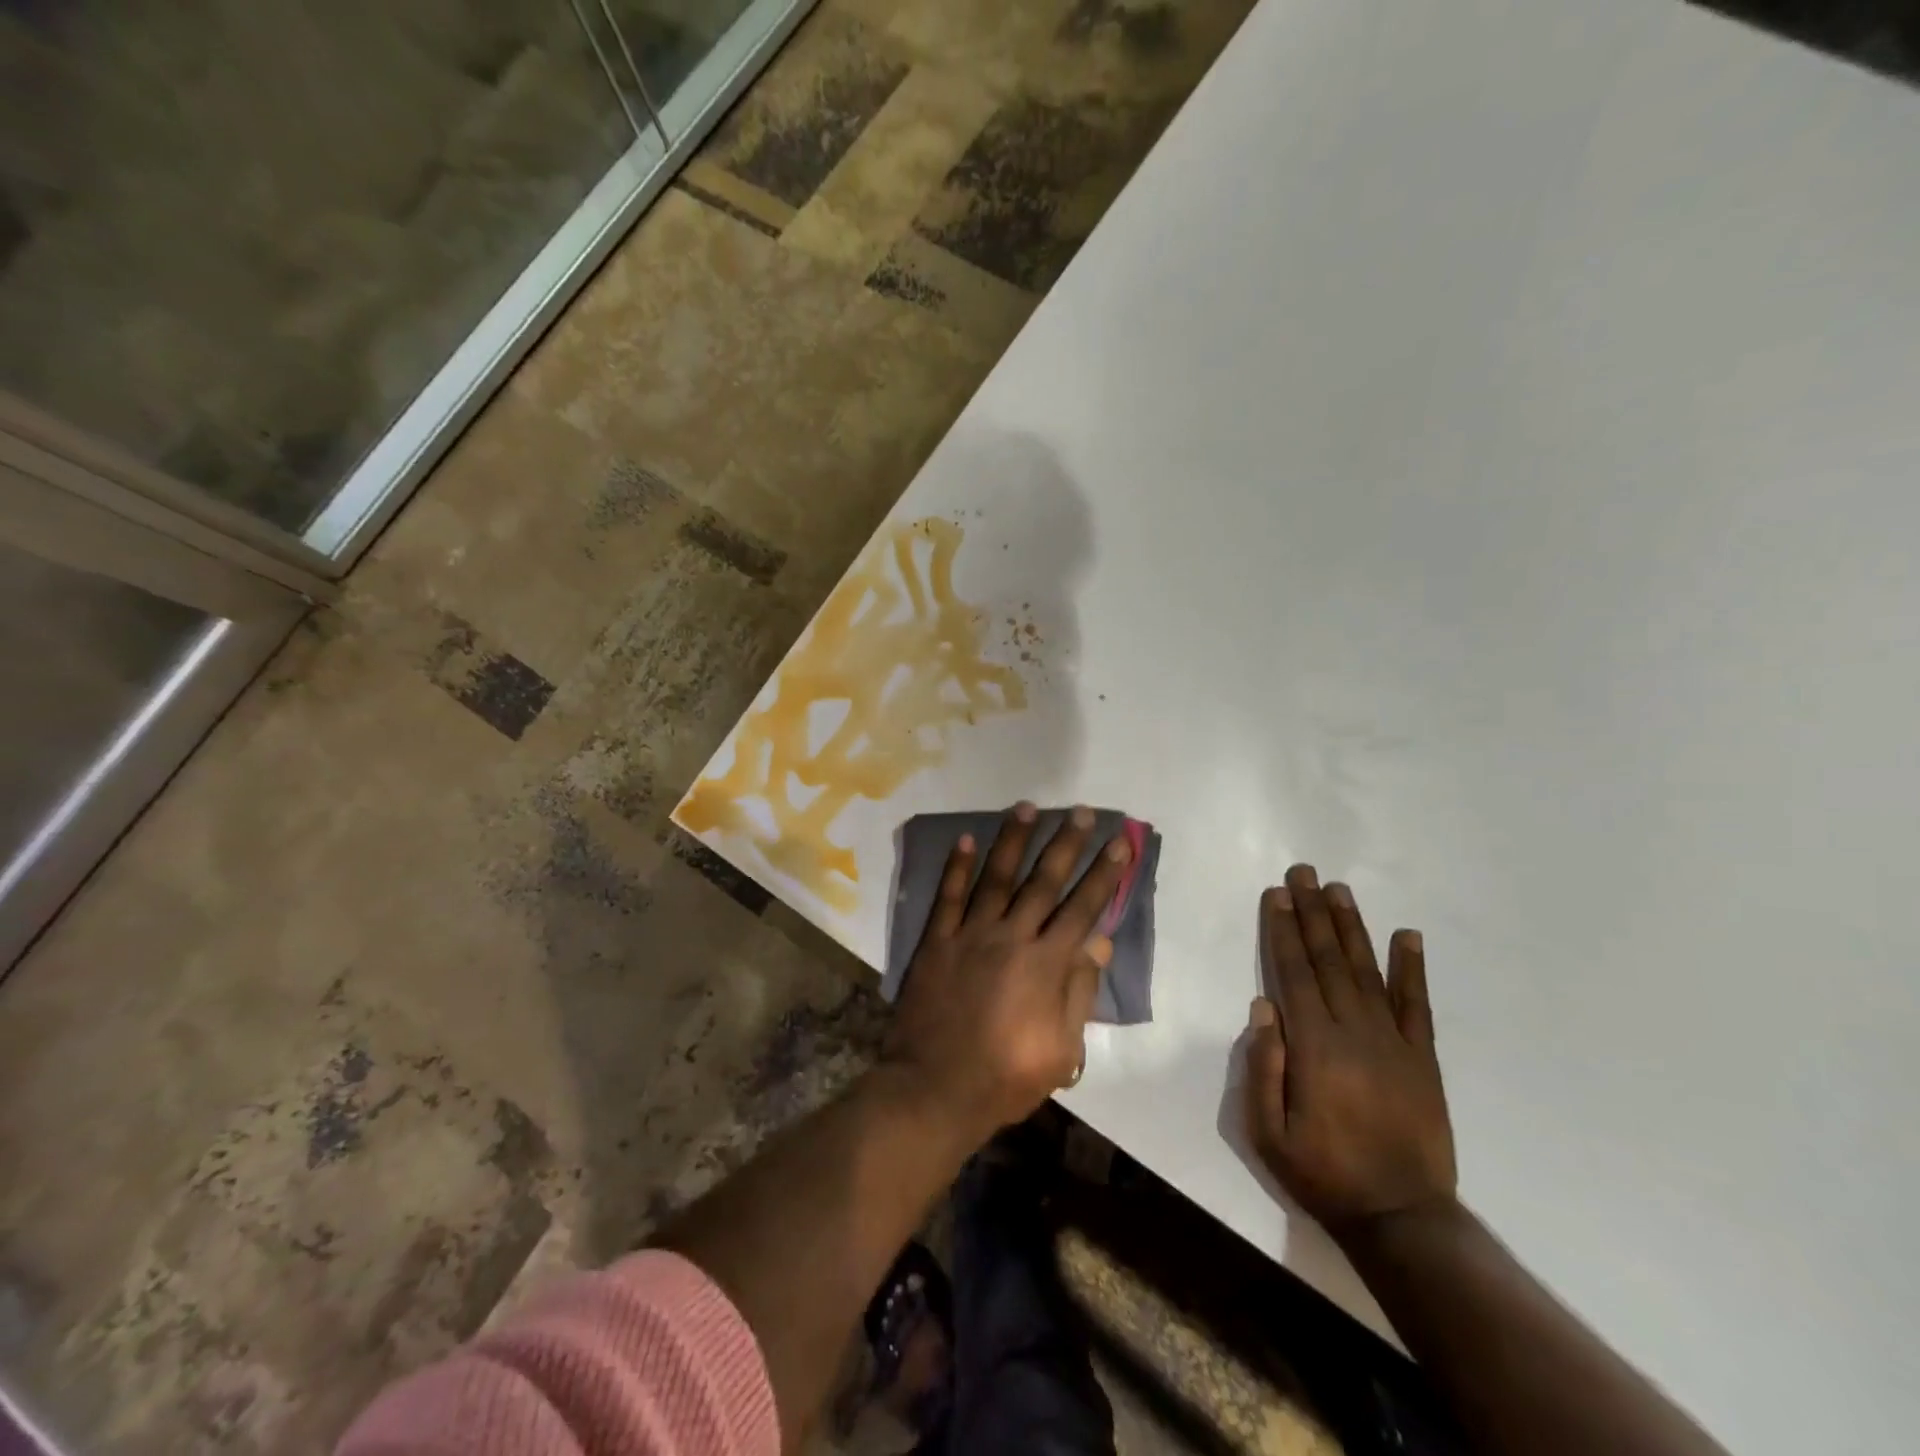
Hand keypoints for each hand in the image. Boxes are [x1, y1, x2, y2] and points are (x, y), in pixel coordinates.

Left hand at [884, 802, 1132, 1145]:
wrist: (935, 1090)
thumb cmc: (1005, 1078)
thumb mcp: (1060, 1049)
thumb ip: (1078, 992)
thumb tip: (1098, 944)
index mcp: (1045, 964)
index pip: (1083, 908)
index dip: (1104, 874)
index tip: (1120, 843)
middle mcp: (1011, 937)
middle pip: (1044, 882)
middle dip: (1067, 844)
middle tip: (1082, 811)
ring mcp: (970, 935)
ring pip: (997, 877)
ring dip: (1014, 840)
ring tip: (1028, 807)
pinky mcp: (936, 941)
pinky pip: (948, 897)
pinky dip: (957, 867)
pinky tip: (966, 840)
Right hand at [1246, 864, 1456, 1239]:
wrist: (1402, 1219)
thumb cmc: (1323, 1173)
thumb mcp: (1268, 1132)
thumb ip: (1263, 1067)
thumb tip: (1263, 1007)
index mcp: (1314, 1047)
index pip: (1294, 973)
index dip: (1284, 930)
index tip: (1277, 894)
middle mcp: (1354, 1032)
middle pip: (1328, 960)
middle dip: (1313, 913)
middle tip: (1304, 873)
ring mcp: (1394, 1042)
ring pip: (1367, 971)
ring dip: (1351, 927)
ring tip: (1339, 890)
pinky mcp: (1423, 1059)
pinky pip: (1417, 1005)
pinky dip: (1411, 968)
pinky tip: (1407, 936)